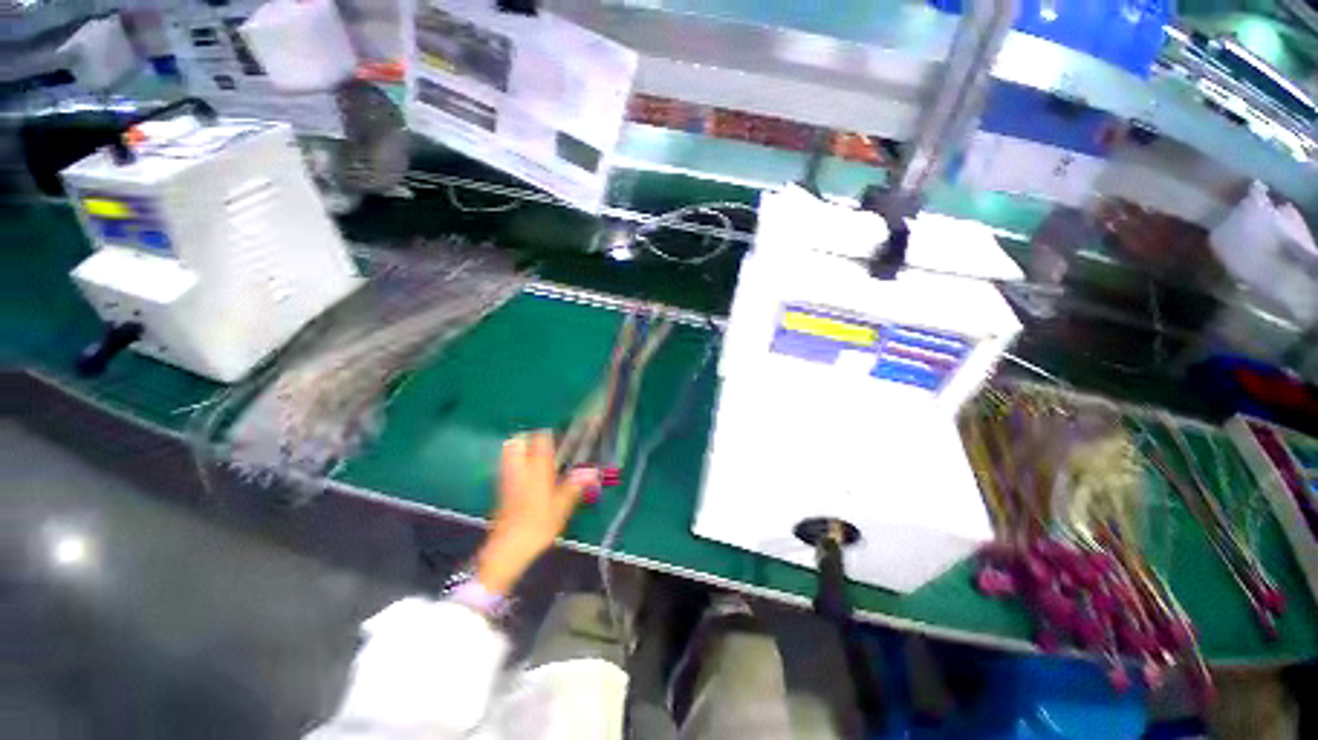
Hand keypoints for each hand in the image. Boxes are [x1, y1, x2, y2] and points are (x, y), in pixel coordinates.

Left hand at [475, 431, 597, 595]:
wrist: (506, 550)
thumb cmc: (537, 527)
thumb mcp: (562, 508)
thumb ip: (575, 486)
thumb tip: (593, 471)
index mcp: (537, 469)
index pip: (541, 439)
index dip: (552, 434)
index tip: (563, 436)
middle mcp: (519, 469)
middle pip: (518, 441)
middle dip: (531, 438)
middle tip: (548, 446)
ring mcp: (507, 478)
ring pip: (510, 453)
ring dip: (523, 450)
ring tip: (540, 458)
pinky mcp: (500, 490)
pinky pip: (508, 467)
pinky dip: (517, 464)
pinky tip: (530, 476)